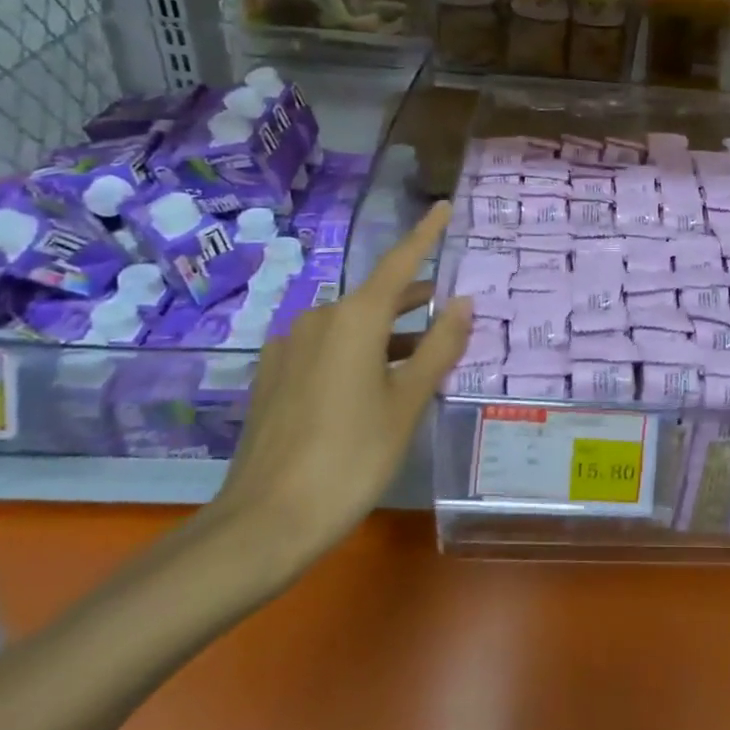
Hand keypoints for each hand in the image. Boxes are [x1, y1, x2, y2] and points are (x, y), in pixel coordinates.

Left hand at [205, 202, 470, 592]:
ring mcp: (289, 348)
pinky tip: (373, 382)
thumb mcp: (407, 401)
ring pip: (351, 325)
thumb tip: (464, 302)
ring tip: (423, 353)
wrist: (264, 523)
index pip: (399, 263)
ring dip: (388, 332)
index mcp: (354, 318)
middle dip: (413, 299)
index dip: (425, 235)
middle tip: (450, 306)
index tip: (442, 207)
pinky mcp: (273, 377)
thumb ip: (439, 346)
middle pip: (376, 296)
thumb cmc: (351, 457)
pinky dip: (359, 351)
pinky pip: (326, 347)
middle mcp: (318, 320)